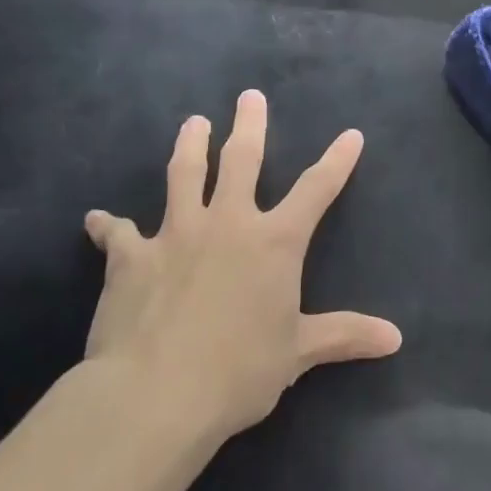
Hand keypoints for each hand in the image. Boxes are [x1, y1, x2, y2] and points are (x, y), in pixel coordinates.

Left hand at [82, 91, 401, 439]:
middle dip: (249, 125)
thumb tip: (395, 338)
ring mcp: (176, 233)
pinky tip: (95, 219)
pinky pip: (117, 233)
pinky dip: (107, 225)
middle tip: (249, 96)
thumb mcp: (298, 353)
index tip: (351, 134)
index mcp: (274, 242)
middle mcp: (228, 223)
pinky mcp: (131, 256)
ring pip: (183, 175)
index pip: (316, 190)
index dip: (337, 161)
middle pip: (242, 160)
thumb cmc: (239, 371)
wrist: (157, 393)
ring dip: (189, 145)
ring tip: (192, 123)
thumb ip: (344, 336)